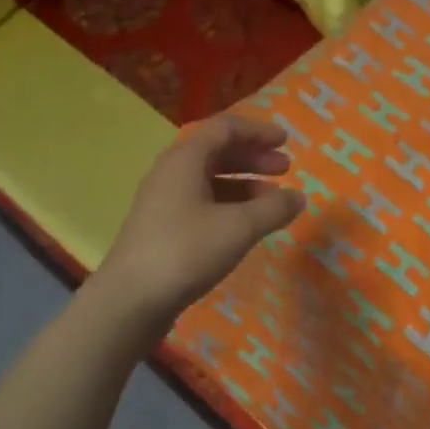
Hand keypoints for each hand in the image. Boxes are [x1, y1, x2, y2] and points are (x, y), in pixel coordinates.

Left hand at [94, 113, 305, 323]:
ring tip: (272, 200)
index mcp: (185, 158)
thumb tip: (298, 197)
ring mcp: (164, 200)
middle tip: (285, 169)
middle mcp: (171, 172)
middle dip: (253, 157)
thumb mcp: (239, 227)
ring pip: (209, 179)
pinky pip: (202, 202)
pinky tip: (246, 224)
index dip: (257, 131)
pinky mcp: (162, 227)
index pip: (225, 128)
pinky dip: (229, 204)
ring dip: (243, 183)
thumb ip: (273, 208)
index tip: (285, 141)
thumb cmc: (186, 251)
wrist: (130, 300)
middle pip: (217, 151)